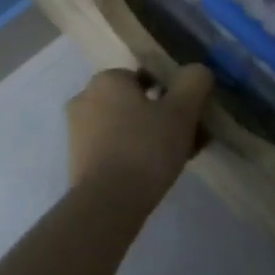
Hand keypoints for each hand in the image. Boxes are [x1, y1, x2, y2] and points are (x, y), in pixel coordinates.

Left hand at [66, 65, 214, 202]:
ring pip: (125, 126)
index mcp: (107, 79)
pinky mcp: (77, 160)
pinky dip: (132, 155)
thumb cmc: (145, 148)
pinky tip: (152, 173)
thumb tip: (197, 71)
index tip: (189, 117)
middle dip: (161, 117)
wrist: (107, 203)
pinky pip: (113, 148)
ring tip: (174, 160)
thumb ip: (194, 82)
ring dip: (149, 137)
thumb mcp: (181, 111)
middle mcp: (85, 98)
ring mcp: (77, 131)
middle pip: (136, 102)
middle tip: (187, 139)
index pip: (147, 77)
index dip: (172, 95)